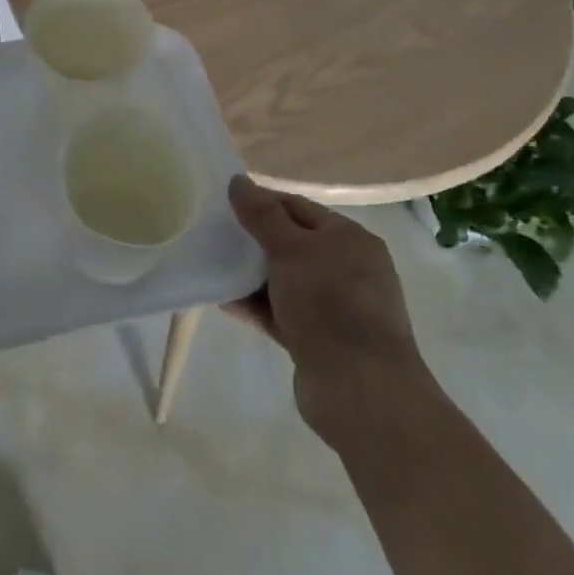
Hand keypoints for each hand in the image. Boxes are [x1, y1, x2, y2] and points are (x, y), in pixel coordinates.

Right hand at [224, 175, 432, 438]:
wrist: (361, 393)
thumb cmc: (330, 304)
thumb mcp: (291, 249)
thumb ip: (262, 215)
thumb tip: (238, 181)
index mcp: (349, 239)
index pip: (297, 207)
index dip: (261, 202)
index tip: (222, 203)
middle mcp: (347, 269)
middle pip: (290, 243)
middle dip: (253, 240)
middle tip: (213, 233)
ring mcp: (334, 308)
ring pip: (283, 280)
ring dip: (250, 275)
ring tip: (212, 265)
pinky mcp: (318, 341)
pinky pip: (280, 313)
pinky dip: (255, 305)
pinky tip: (223, 300)